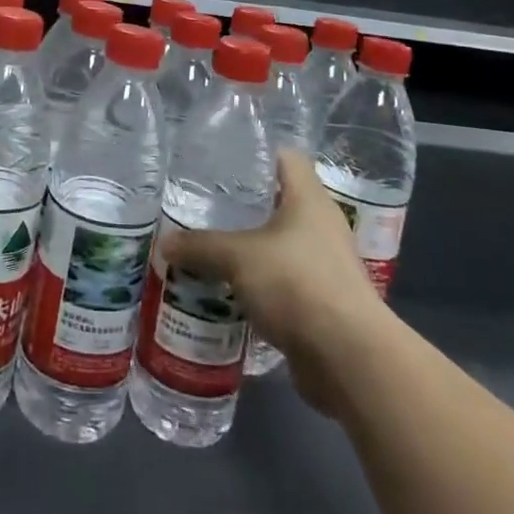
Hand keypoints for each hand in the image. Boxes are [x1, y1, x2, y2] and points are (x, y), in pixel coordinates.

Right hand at [160, 147, 384, 417]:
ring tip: (208, 248)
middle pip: (279, 202)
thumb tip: (164, 243)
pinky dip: (259, 285)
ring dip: (249, 249)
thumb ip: (200, 247)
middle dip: (242, 205)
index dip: (255, 153)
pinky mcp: (322, 304)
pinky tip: (227, 290)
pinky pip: (283, 283)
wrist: (349, 360)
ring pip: (279, 245)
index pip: (285, 157)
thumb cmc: (297, 284)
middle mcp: (322, 226)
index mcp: (309, 199)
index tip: (221, 159)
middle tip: (203, 205)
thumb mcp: (237, 257)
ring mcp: (325, 266)